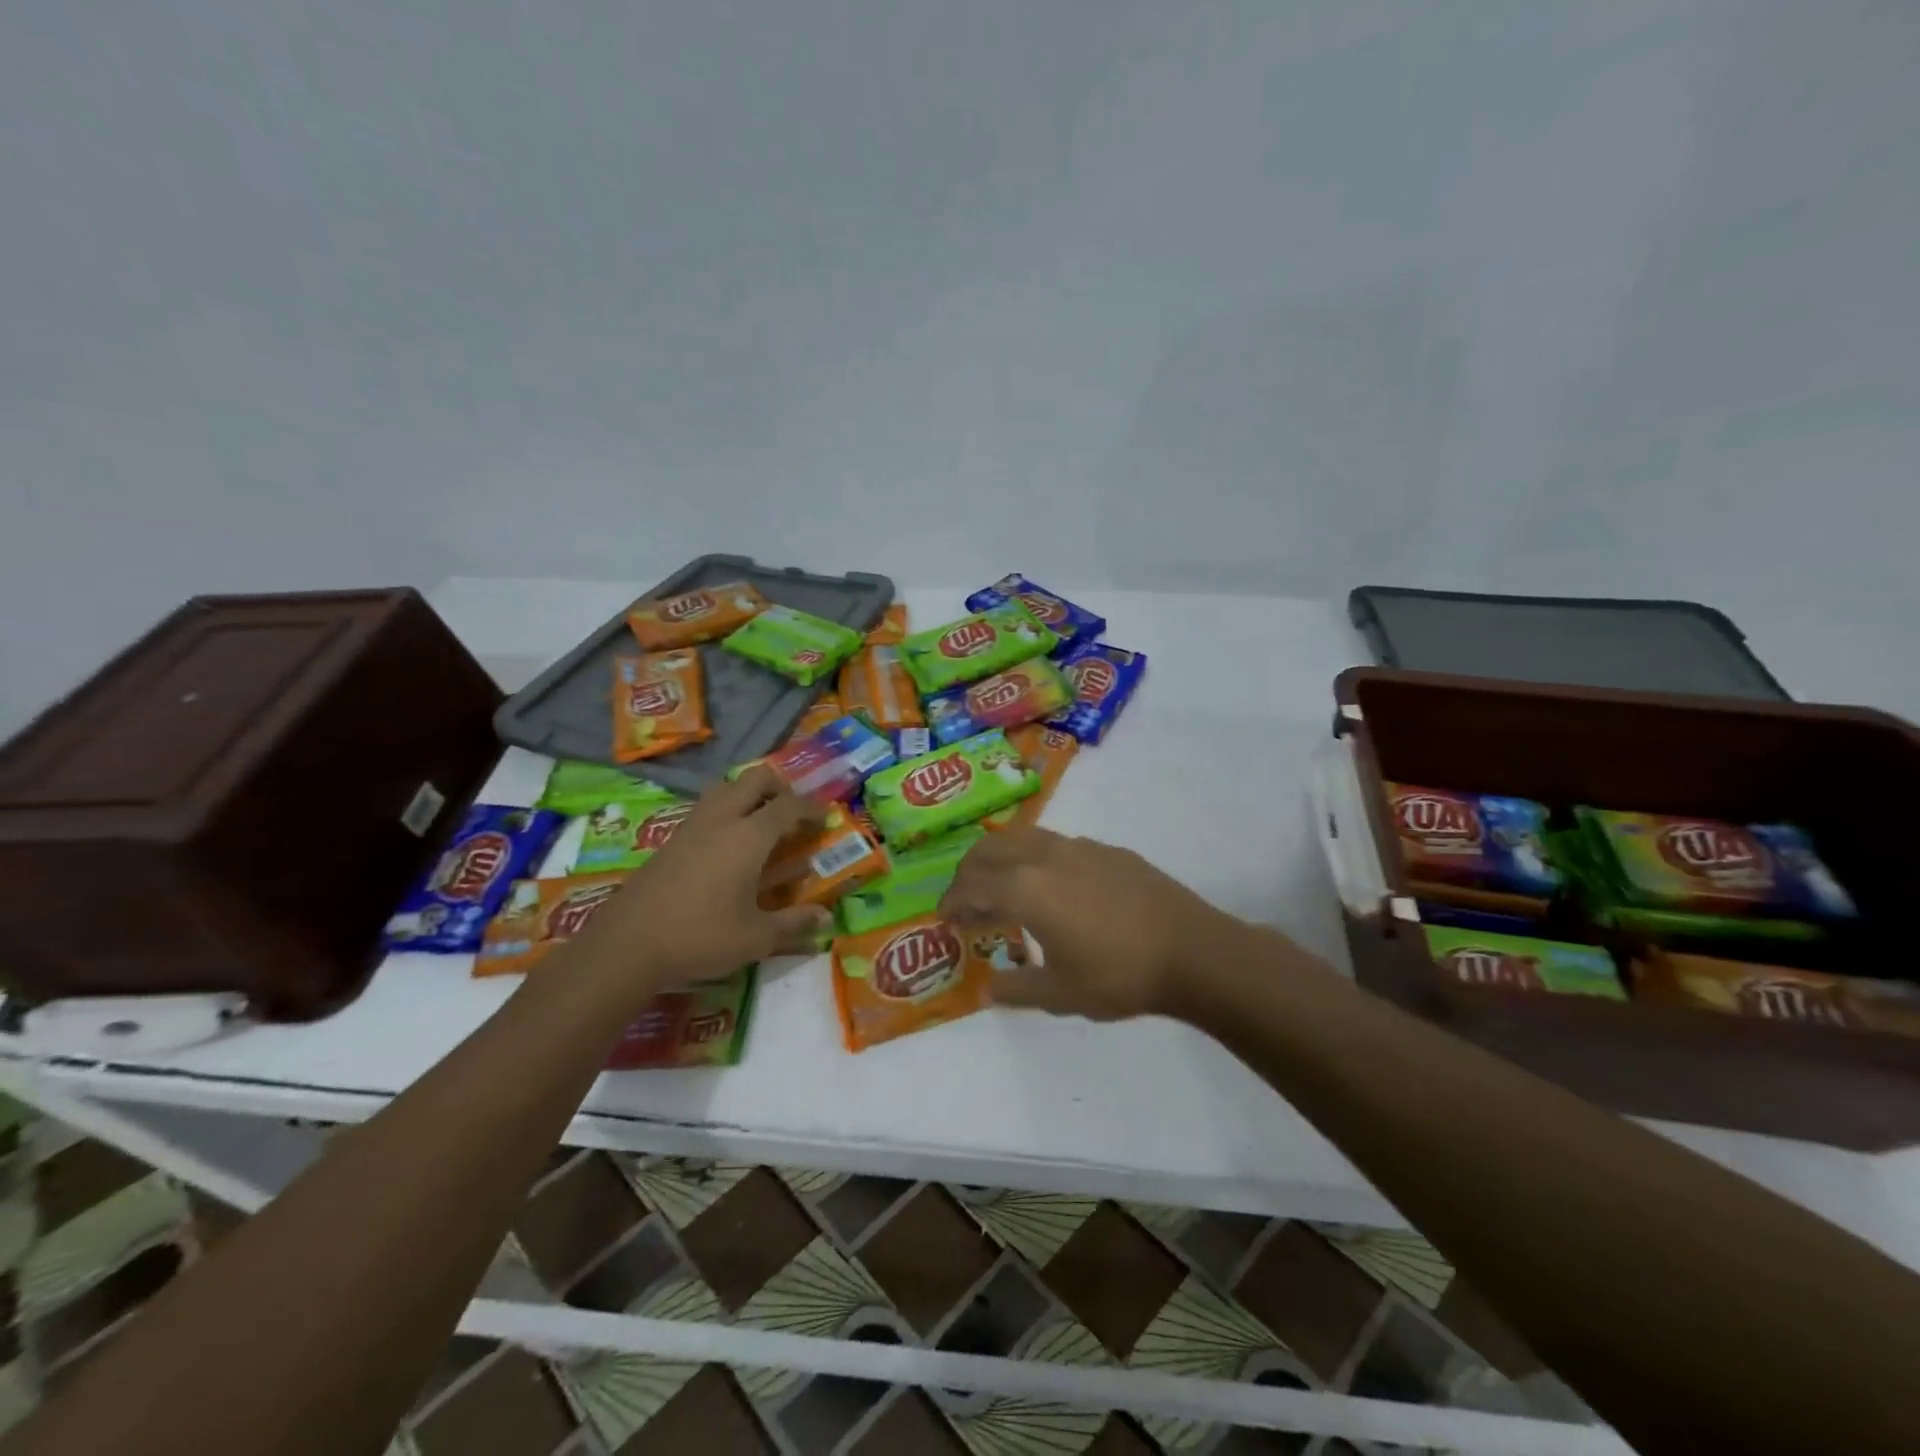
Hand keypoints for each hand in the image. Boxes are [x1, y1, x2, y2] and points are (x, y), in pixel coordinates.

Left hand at [576, 767, 831, 988]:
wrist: (627, 944)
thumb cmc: (701, 937)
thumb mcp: (756, 938)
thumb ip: (793, 924)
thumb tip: (825, 918)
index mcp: (749, 837)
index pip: (788, 806)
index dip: (811, 807)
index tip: (825, 817)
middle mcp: (721, 820)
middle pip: (755, 779)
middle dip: (780, 788)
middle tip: (791, 813)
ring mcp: (691, 826)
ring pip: (725, 788)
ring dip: (748, 795)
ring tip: (759, 824)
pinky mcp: (669, 840)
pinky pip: (705, 809)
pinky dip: (725, 813)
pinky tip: (726, 849)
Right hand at [937, 828, 1238, 1019]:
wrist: (1192, 951)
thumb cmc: (1119, 975)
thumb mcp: (1060, 994)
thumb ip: (1016, 989)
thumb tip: (986, 990)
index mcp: (1027, 888)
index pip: (973, 886)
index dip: (953, 901)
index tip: (944, 918)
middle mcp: (1046, 856)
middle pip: (991, 849)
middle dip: (969, 872)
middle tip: (965, 900)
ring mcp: (1080, 847)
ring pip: (1023, 837)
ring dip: (1000, 858)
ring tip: (1001, 887)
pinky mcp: (1107, 850)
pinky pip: (1056, 844)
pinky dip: (1035, 859)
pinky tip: (1051, 888)